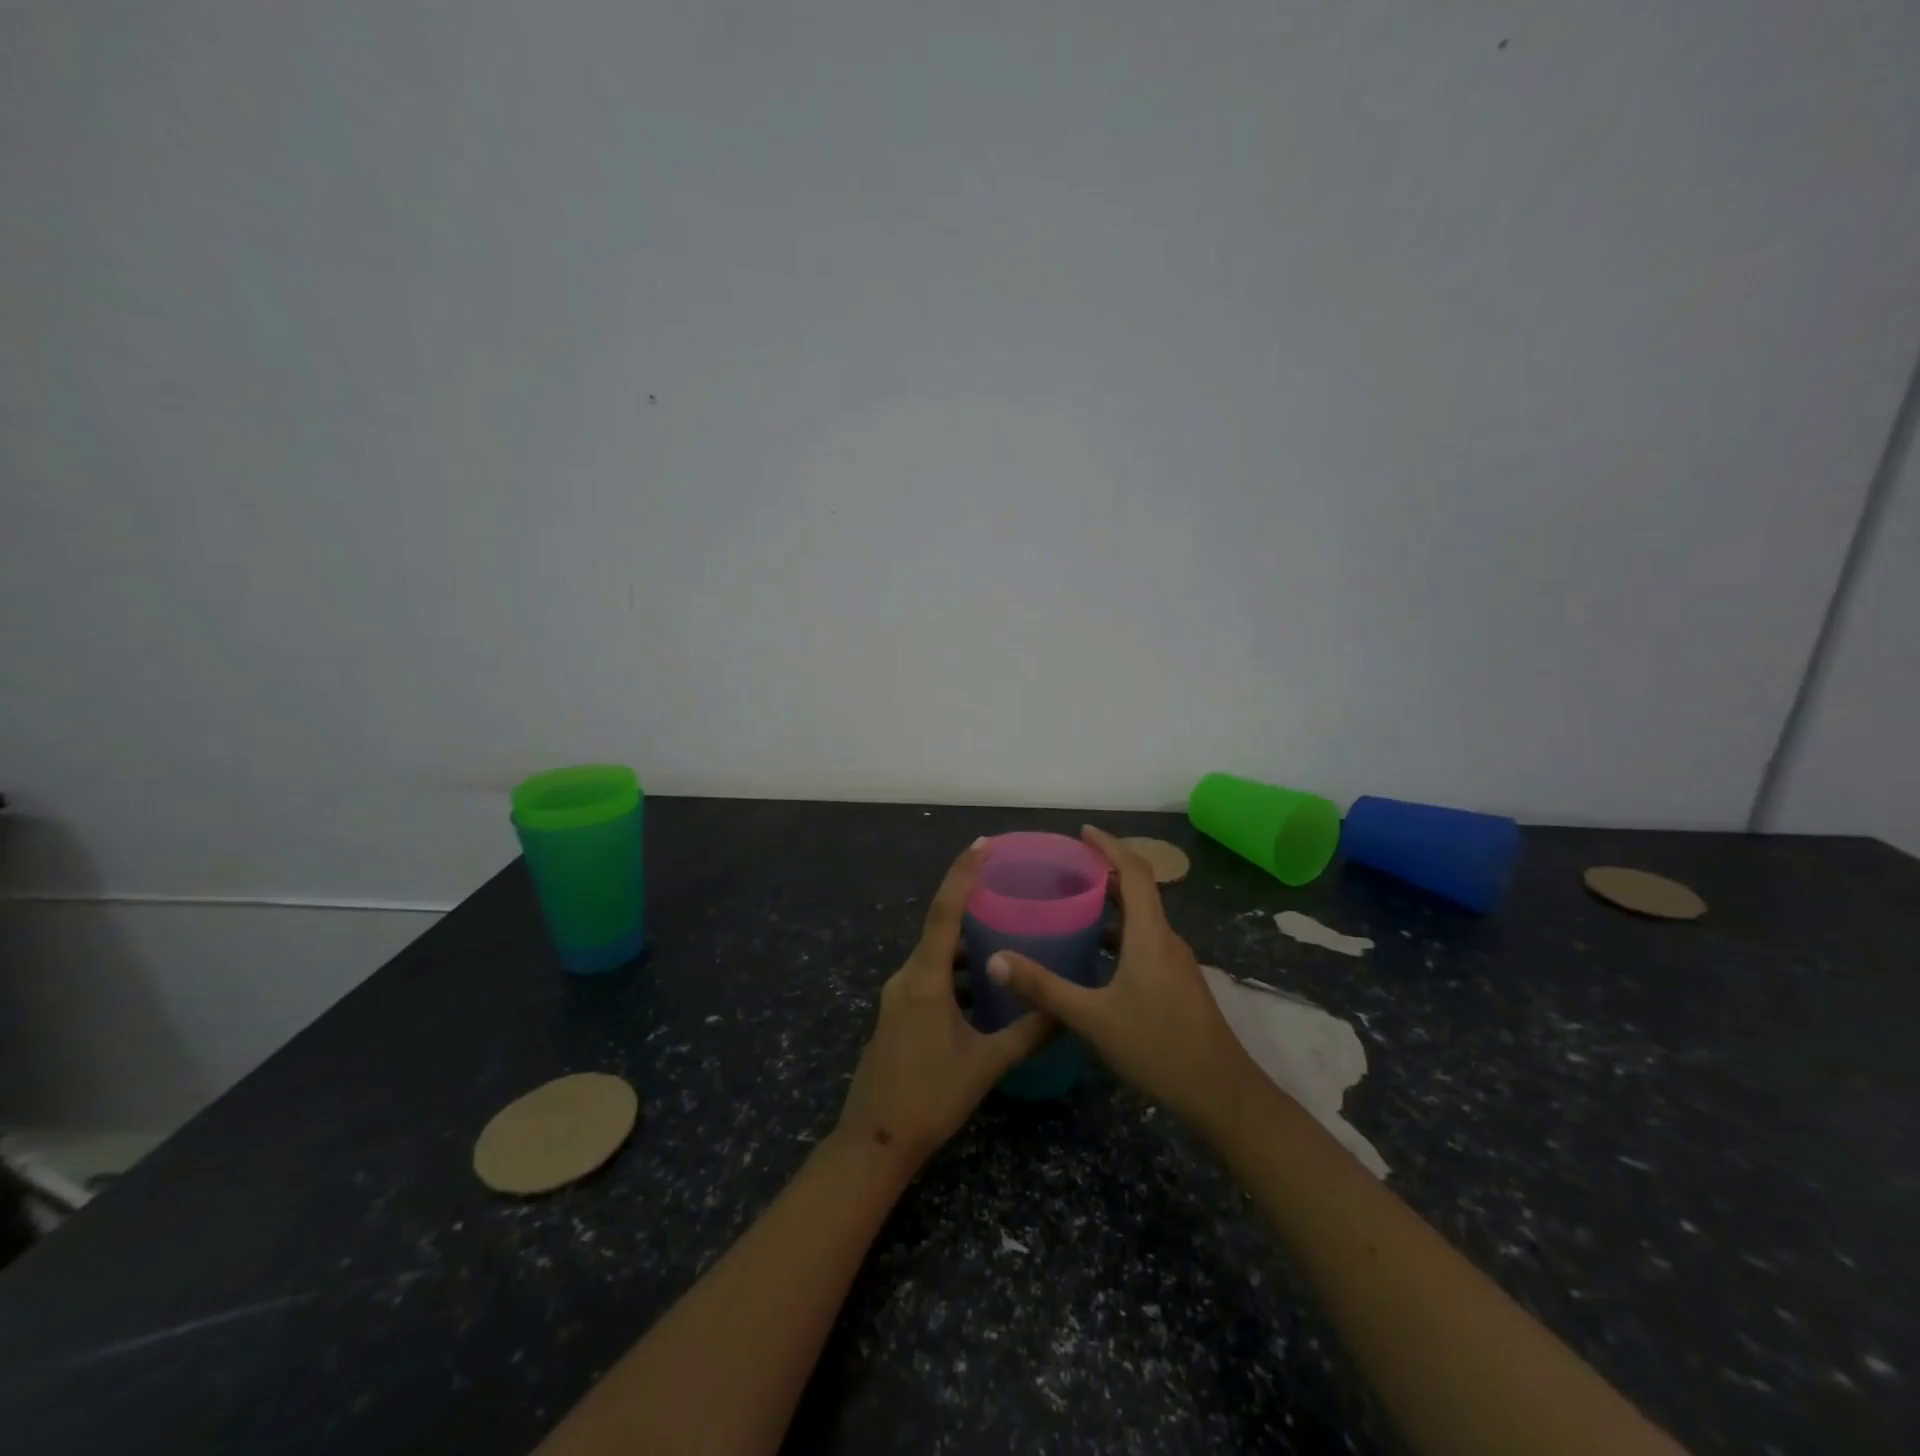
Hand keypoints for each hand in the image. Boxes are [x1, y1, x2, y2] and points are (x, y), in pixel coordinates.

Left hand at [835, 840, 1054, 1171]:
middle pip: (940, 927)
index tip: (983, 845)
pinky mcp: (899, 1011)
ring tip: (1005, 931)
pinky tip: (985, 981)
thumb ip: (1028, 1033)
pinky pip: (930, 974)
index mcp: (925, 979)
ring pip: (936, 954)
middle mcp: (907, 977)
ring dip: (966, 941)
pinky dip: (957, 969)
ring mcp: (899, 995)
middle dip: (970, 902)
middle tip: (1008, 886)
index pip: (944, 913)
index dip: (963, 875)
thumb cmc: (930, 1097)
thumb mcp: (986, 1064)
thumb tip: (1068, 1012)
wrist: (875, 1141)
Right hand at [986, 825, 1255, 1131]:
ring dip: (1114, 902)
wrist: (1221, 1094)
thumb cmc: (1157, 1047)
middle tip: (1068, 865)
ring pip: (1143, 918)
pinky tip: (1096, 953)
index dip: (1110, 846)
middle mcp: (1166, 939)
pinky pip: (1146, 941)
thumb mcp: (1092, 1018)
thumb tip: (996, 960)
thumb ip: (1044, 988)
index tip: (1083, 832)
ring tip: (1075, 901)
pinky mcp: (1177, 983)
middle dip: (1107, 870)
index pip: (1135, 871)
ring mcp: (1175, 963)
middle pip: (1140, 889)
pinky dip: (1120, 932)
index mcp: (1150, 934)